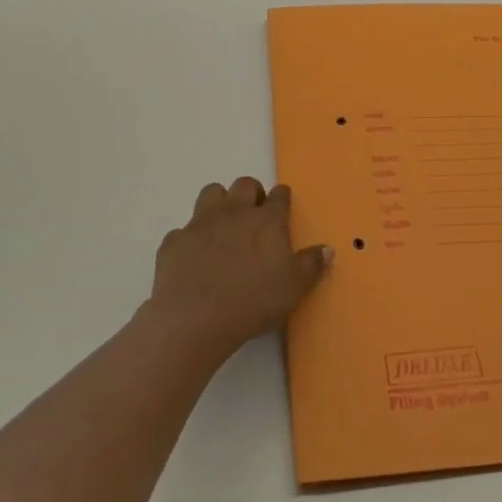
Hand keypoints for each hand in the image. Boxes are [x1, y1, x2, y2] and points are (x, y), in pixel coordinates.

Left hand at [147, 178, 331, 358]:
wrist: (195, 317)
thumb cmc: (252, 301)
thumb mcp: (293, 287)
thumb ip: (311, 265)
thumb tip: (327, 249)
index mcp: (266, 221)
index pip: (279, 196)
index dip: (282, 198)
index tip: (283, 204)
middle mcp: (235, 212)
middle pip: (245, 185)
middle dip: (252, 193)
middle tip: (255, 215)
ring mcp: (201, 222)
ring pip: (212, 192)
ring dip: (219, 202)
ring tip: (223, 225)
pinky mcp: (175, 240)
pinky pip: (183, 230)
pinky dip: (190, 239)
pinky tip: (194, 257)